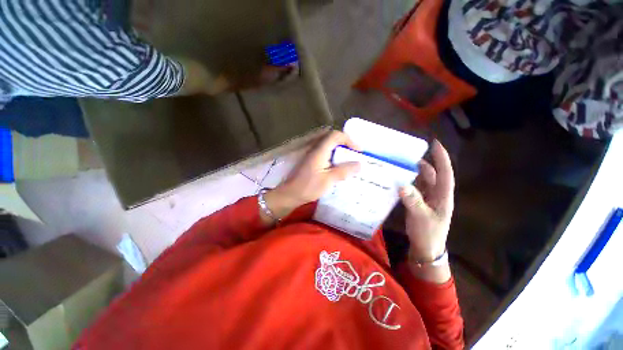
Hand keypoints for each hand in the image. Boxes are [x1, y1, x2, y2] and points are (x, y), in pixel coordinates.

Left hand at [262, 131, 360, 221]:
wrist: (290, 194)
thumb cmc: (308, 187)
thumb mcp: (328, 180)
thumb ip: (344, 171)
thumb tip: (359, 164)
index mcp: (320, 151)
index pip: (335, 136)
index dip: (349, 140)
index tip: (358, 151)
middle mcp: (315, 149)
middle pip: (332, 139)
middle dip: (345, 144)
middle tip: (354, 154)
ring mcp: (312, 155)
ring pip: (328, 146)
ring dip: (339, 150)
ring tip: (348, 160)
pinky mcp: (311, 161)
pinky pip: (325, 153)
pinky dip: (334, 156)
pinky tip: (337, 167)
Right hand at [399, 140, 454, 282]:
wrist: (425, 248)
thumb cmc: (428, 233)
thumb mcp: (421, 217)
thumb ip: (413, 201)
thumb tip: (402, 184)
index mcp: (443, 196)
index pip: (445, 173)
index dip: (441, 158)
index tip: (435, 143)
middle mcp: (436, 194)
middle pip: (431, 174)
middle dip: (423, 163)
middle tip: (408, 154)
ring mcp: (426, 198)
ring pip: (421, 181)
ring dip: (413, 172)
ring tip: (400, 164)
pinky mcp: (418, 202)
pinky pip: (413, 188)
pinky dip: (407, 182)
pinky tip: (397, 179)